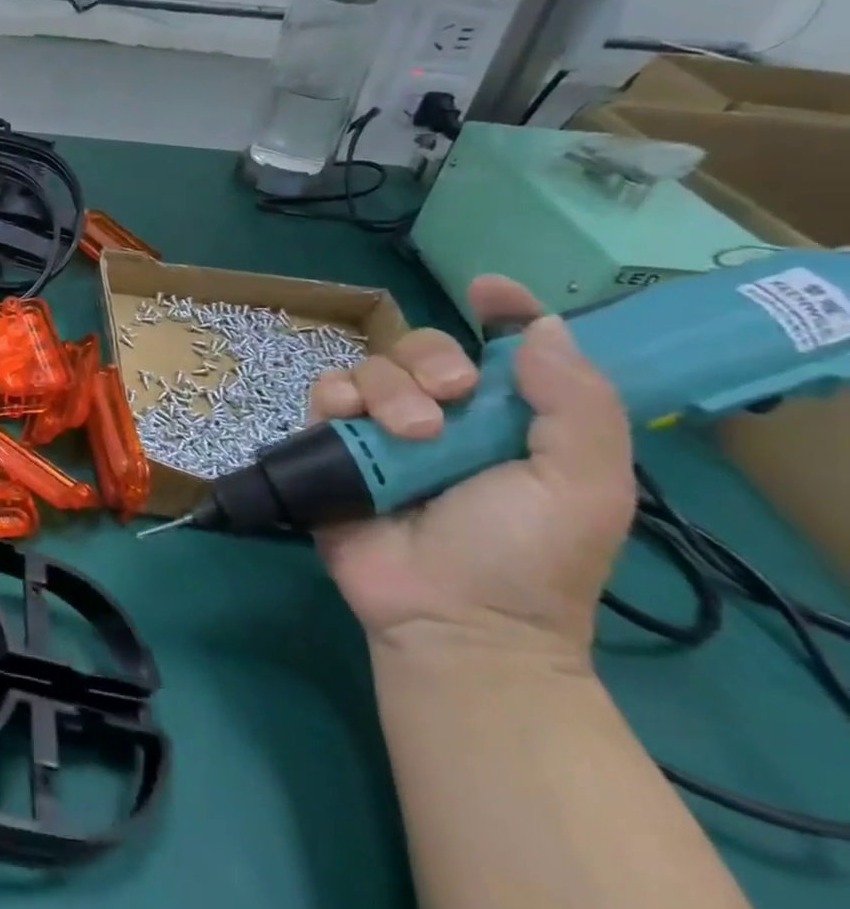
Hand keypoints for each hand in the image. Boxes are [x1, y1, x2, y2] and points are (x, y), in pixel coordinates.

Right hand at [309, 276, 636, 664]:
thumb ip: (576, 405)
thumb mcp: (584, 485)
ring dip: (388, 387)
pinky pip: (323, 396)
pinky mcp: (334, 447)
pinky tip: (348, 420)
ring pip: (370, 367)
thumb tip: (541, 328)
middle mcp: (444, 417)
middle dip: (430, 359)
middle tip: (450, 396)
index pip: (503, 350)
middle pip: (422, 348)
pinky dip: (334, 397)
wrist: (449, 618)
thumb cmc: (527, 556)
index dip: (501, 313)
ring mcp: (383, 432)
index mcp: (508, 421)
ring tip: (408, 433)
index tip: (488, 290)